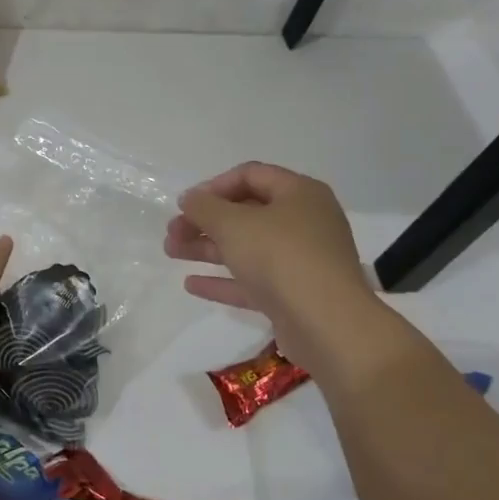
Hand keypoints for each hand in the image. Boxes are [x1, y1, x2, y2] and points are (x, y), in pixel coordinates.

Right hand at [164, 162, 373, 354]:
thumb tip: (190, 199)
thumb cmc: (280, 257)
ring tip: (171, 252)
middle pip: (247, 213)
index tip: (186, 204)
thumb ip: (204, 207)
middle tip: (172, 232)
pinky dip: (224, 280)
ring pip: (247, 247)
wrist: (327, 324)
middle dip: (205, 221)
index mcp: (299, 194)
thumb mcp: (233, 223)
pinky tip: (191, 284)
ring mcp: (301, 261)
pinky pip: (253, 280)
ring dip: (208, 248)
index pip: (251, 175)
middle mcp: (305, 222)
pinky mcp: (294, 295)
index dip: (214, 186)